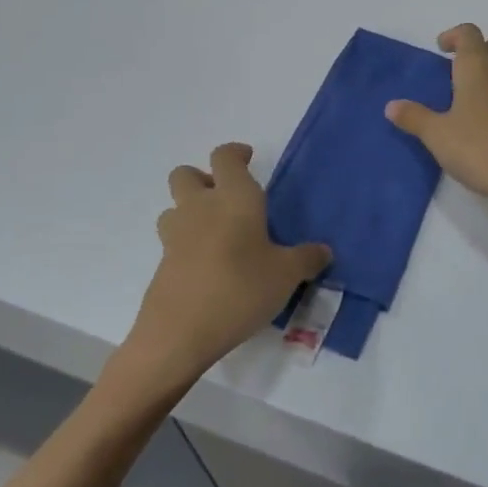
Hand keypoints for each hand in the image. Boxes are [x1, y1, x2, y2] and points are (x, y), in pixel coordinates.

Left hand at [122, 143, 330, 387]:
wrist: (180, 333)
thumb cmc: (241, 289)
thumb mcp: (287, 275)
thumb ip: (307, 258)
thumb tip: (324, 251)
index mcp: (234, 198)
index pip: (225, 156)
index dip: (236, 153)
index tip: (248, 159)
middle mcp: (200, 207)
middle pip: (185, 174)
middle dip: (203, 179)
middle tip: (226, 198)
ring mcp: (175, 235)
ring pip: (174, 207)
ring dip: (190, 211)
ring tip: (216, 235)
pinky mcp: (162, 264)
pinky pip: (173, 241)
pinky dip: (187, 245)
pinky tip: (210, 268)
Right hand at [386, 25, 487, 222]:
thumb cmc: (479, 148)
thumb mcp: (437, 135)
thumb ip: (414, 117)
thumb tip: (391, 105)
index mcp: (478, 66)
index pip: (469, 33)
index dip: (454, 36)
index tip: (441, 49)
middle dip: (480, 48)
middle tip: (459, 69)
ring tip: (477, 88)